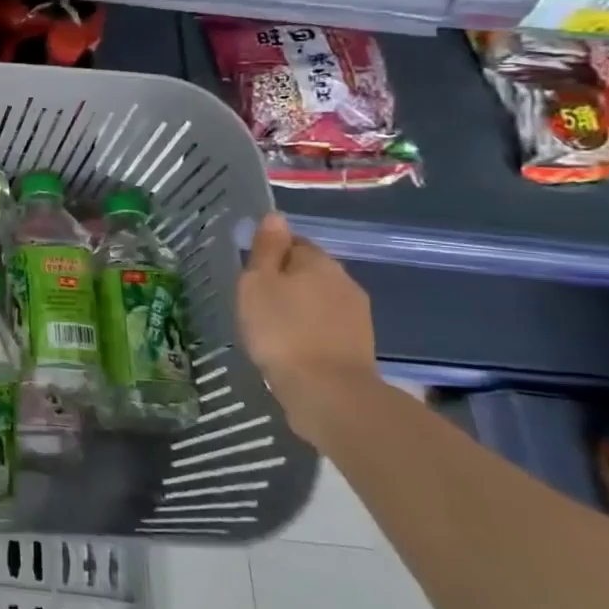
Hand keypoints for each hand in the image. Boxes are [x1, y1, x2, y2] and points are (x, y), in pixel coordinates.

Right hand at [237, 213, 378, 443]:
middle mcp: (344, 281)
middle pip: (308, 271)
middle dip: (286, 282)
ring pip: (319, 300)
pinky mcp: (358, 345)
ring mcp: (356, 315)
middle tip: (256, 301)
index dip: (270, 254)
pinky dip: (310, 331)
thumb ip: (267, 249)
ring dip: (299, 308)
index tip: (250, 275)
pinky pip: (326, 326)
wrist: (327, 392)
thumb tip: (275, 216)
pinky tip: (292, 347)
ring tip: (272, 327)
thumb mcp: (258, 283)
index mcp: (318, 261)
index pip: (293, 242)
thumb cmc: (282, 330)